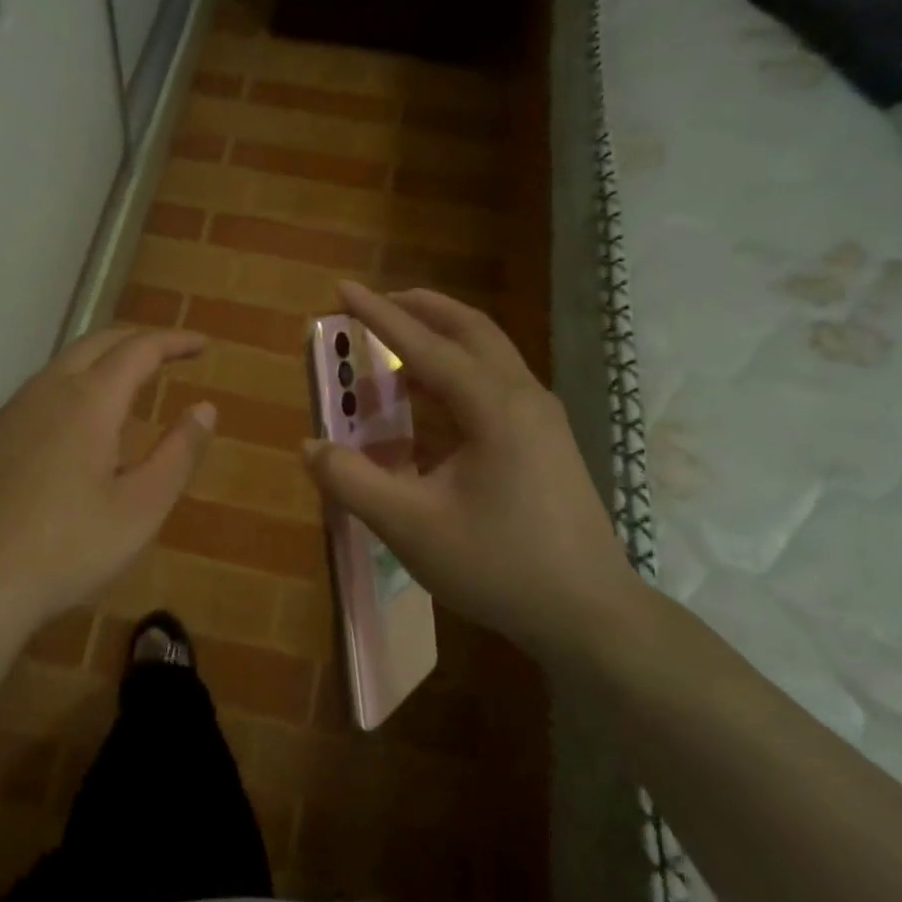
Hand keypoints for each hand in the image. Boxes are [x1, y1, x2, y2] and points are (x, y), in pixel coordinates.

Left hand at [0, 327, 214, 651]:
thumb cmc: (67, 549)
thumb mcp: (141, 508)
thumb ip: (179, 453)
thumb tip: (205, 408)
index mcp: (89, 401)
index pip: (139, 349)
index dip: (174, 341)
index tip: (202, 344)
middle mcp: (46, 391)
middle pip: (97, 341)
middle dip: (138, 339)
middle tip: (170, 352)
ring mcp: (9, 413)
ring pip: (62, 365)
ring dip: (102, 360)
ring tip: (129, 383)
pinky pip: (38, 393)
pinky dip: (72, 387)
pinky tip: (76, 425)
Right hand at [301, 283, 643, 666]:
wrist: (590, 614)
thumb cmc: (499, 566)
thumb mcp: (411, 527)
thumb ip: (353, 482)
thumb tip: (311, 446)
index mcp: (494, 406)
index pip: (425, 344)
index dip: (378, 315)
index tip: (341, 288)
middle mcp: (523, 396)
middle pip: (470, 330)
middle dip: (421, 309)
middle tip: (377, 303)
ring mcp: (542, 418)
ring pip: (488, 355)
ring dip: (441, 340)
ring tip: (396, 347)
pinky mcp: (546, 441)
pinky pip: (494, 386)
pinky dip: (456, 376)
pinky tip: (429, 405)